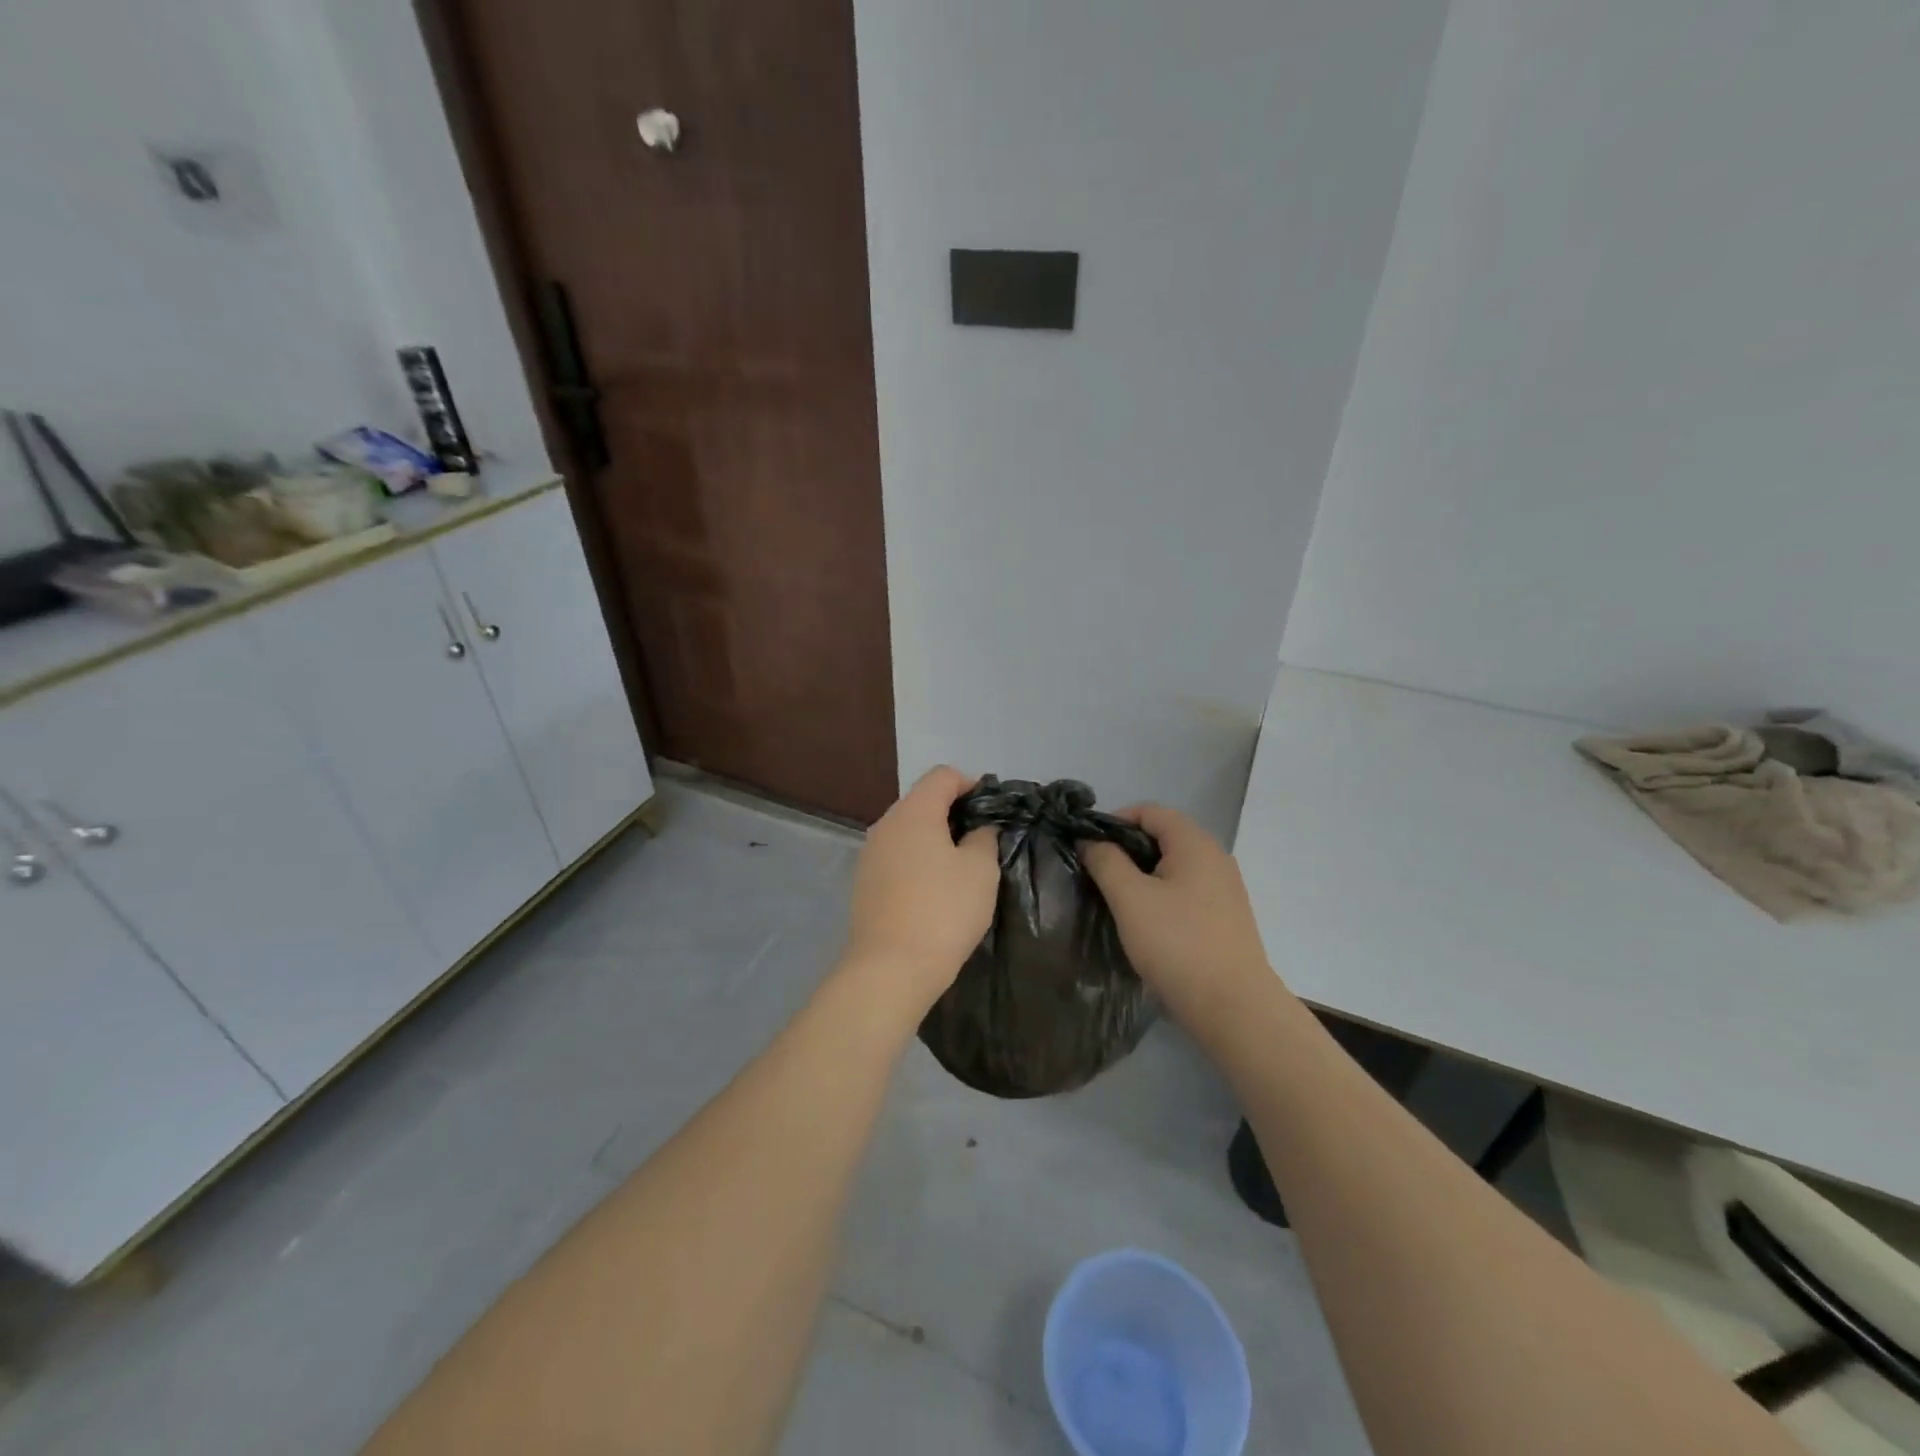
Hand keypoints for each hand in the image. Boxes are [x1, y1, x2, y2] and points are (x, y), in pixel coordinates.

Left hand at [839, 766, 999, 1024]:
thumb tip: (976, 829)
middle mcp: (885, 824)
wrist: (891, 969)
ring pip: (908, 831)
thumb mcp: (980, 870)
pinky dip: (917, 861)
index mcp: (914, 812)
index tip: (991, 811)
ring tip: (959, 868)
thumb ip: (983, 838)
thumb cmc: (943, 911)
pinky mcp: (864, 882)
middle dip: (953, 813)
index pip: (942, 776)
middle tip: (981, 841)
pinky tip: (933, 890)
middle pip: (922, 801)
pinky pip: (896, 856)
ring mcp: (870, 854)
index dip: (971, 784)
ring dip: (934, 839)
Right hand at [1081, 805, 1274, 1029]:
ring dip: (1142, 875)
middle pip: (1163, 837)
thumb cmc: (1177, 944)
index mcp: (1194, 844)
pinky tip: (1146, 923)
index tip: (1088, 847)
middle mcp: (1215, 857)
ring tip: (1117, 901)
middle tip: (1098, 875)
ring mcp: (1225, 889)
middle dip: (1126, 850)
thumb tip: (1091, 840)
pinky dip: (1162, 895)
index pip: (1149, 811)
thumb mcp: (1130, 898)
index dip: (1114, 821)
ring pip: (1174, 866)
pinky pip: (1187, 891)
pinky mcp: (1226, 917)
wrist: (1233, 1007)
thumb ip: (1106, 861)